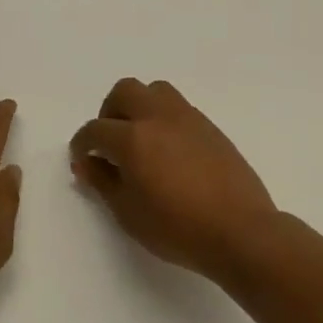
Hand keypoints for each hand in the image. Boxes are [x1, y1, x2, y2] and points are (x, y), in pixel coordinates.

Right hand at [70, 78, 277, 282]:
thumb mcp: (128, 212)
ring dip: (139, 107)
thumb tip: (87, 162)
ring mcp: (188, 118)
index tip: (82, 159)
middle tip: (110, 143)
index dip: (82, 143)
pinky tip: (168, 151)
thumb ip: (102, 181)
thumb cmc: (177, 228)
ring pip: (155, 91)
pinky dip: (164, 119)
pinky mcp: (210, 127)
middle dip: (109, 113)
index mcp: (133, 138)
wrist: (240, 231)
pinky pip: (179, 108)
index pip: (95, 129)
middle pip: (124, 92)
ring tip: (140, 140)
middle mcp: (158, 117)